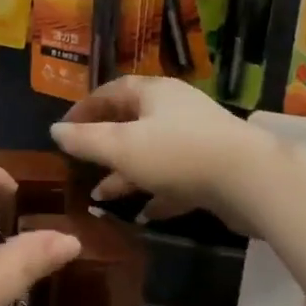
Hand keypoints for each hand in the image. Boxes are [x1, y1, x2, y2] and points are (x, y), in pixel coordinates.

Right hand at [50, 77, 266, 227]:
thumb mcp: (121, 147)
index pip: (111, 91)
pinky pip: (175, 178)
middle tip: (81, 164)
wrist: (251, 180)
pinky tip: (143, 214)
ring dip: (126, 174)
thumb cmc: (177, 154)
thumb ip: (85, 140)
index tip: (63, 129)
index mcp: (153, 93)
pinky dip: (156, 192)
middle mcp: (175, 110)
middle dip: (103, 145)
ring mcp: (196, 139)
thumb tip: (54, 130)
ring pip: (151, 154)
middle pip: (131, 122)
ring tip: (101, 196)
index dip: (84, 108)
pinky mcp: (213, 169)